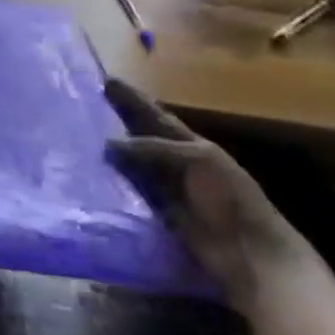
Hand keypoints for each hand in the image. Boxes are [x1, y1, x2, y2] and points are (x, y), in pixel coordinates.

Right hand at [104, 79, 312, 311]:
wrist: (251, 254)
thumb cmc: (230, 198)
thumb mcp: (196, 160)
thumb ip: (153, 149)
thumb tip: (107, 144)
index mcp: (192, 144)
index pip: (156, 115)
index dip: (133, 99)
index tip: (107, 80)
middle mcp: (178, 162)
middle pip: (142, 136)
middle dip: (119, 120)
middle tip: (88, 104)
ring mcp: (169, 189)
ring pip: (135, 162)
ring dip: (114, 151)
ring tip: (83, 135)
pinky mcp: (160, 214)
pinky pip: (134, 191)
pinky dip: (117, 181)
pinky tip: (94, 174)